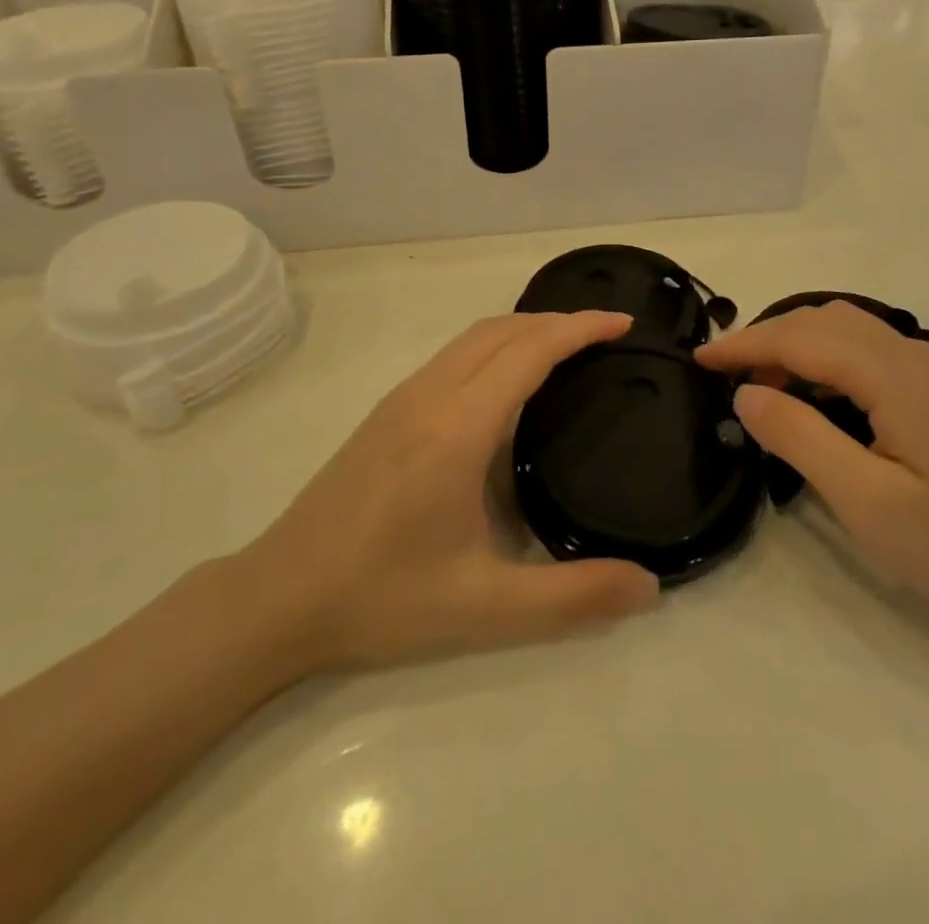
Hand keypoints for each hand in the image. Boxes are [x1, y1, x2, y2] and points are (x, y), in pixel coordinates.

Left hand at [241, 311, 658, 676]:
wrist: (278, 598)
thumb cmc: (383, 598)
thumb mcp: (486, 607)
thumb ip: (573, 597)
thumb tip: (650, 587)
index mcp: (458, 427)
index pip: (530, 350)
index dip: (580, 327)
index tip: (624, 323)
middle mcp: (430, 396)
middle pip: (502, 329)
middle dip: (558, 320)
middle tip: (606, 336)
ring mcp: (402, 399)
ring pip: (473, 337)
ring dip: (525, 329)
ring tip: (567, 350)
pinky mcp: (386, 412)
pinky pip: (454, 355)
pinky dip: (496, 345)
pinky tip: (507, 384)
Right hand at [696, 302, 928, 642]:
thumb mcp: (865, 500)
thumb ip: (799, 436)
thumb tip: (745, 393)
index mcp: (896, 373)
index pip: (801, 338)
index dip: (744, 344)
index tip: (697, 360)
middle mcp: (915, 354)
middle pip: (824, 321)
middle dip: (767, 339)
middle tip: (725, 378)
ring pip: (847, 332)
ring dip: (796, 348)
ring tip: (759, 388)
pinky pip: (868, 355)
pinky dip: (826, 363)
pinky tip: (812, 398)